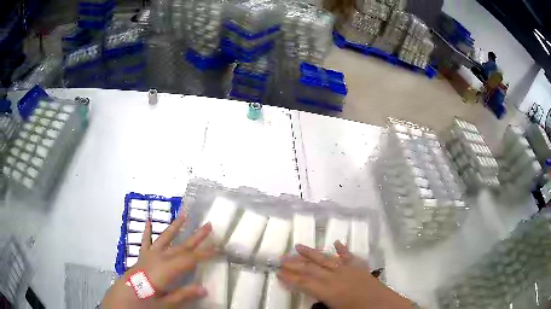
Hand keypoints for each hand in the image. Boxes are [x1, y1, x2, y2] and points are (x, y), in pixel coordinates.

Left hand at [102, 214, 215, 308]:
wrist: (123, 296)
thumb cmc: (145, 302)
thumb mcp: (167, 303)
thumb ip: (184, 294)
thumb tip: (204, 288)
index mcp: (167, 269)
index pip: (191, 259)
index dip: (205, 253)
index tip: (219, 247)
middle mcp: (159, 258)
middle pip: (181, 246)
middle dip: (196, 237)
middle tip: (209, 225)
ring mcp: (149, 255)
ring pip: (165, 238)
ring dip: (175, 227)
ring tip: (184, 214)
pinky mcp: (142, 256)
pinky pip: (145, 241)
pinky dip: (147, 231)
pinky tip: (148, 220)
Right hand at [278, 241, 412, 308]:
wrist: (385, 306)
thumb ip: (320, 304)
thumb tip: (310, 298)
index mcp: (329, 291)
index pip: (305, 283)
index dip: (290, 278)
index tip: (278, 273)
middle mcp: (336, 277)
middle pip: (311, 269)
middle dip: (295, 264)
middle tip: (281, 258)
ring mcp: (349, 270)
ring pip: (326, 259)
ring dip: (312, 253)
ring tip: (298, 246)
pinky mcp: (360, 268)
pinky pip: (348, 257)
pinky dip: (342, 250)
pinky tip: (335, 243)